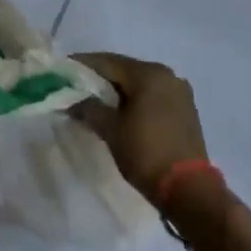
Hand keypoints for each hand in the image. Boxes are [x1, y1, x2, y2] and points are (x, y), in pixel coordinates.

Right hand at [71, 53, 208, 206]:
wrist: (188, 188)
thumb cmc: (145, 153)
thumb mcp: (111, 130)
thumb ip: (89, 108)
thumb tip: (72, 101)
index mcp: (149, 74)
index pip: (107, 62)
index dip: (82, 65)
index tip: (62, 70)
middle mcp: (167, 75)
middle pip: (125, 70)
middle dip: (99, 78)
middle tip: (75, 86)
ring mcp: (179, 92)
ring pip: (140, 83)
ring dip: (117, 89)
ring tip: (94, 100)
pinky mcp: (185, 109)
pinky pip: (153, 95)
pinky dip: (134, 99)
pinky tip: (120, 111)